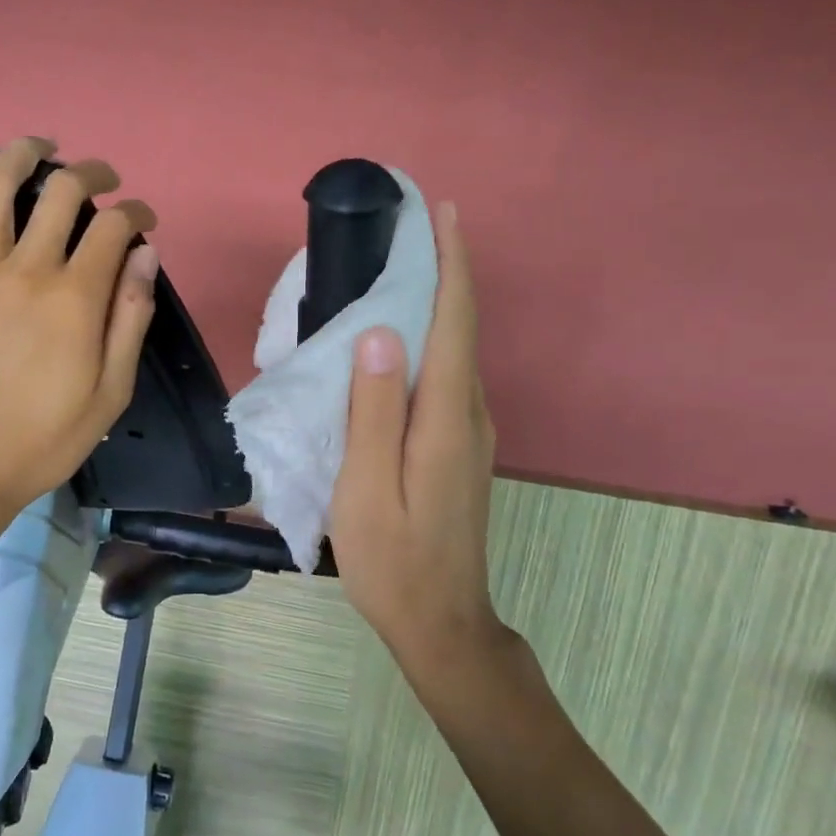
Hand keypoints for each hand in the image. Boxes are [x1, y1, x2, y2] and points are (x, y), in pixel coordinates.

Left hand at [0, 137, 158, 516]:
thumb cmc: (46, 437)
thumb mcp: (112, 390)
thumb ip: (131, 317)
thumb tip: (145, 254)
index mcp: (75, 299)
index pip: (114, 227)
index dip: (136, 212)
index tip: (144, 220)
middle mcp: (26, 270)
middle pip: (62, 193)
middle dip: (92, 174)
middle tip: (103, 180)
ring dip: (24, 154)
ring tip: (43, 146)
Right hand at [329, 202, 503, 662]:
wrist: (440, 622)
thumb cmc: (393, 558)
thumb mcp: (365, 487)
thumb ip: (373, 410)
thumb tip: (381, 333)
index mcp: (446, 417)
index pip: (454, 321)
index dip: (451, 263)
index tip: (441, 212)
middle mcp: (469, 414)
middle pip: (461, 327)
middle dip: (443, 270)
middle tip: (408, 229)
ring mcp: (470, 432)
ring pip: (455, 350)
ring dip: (437, 302)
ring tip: (401, 269)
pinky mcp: (460, 447)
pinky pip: (447, 375)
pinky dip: (430, 340)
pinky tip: (400, 341)